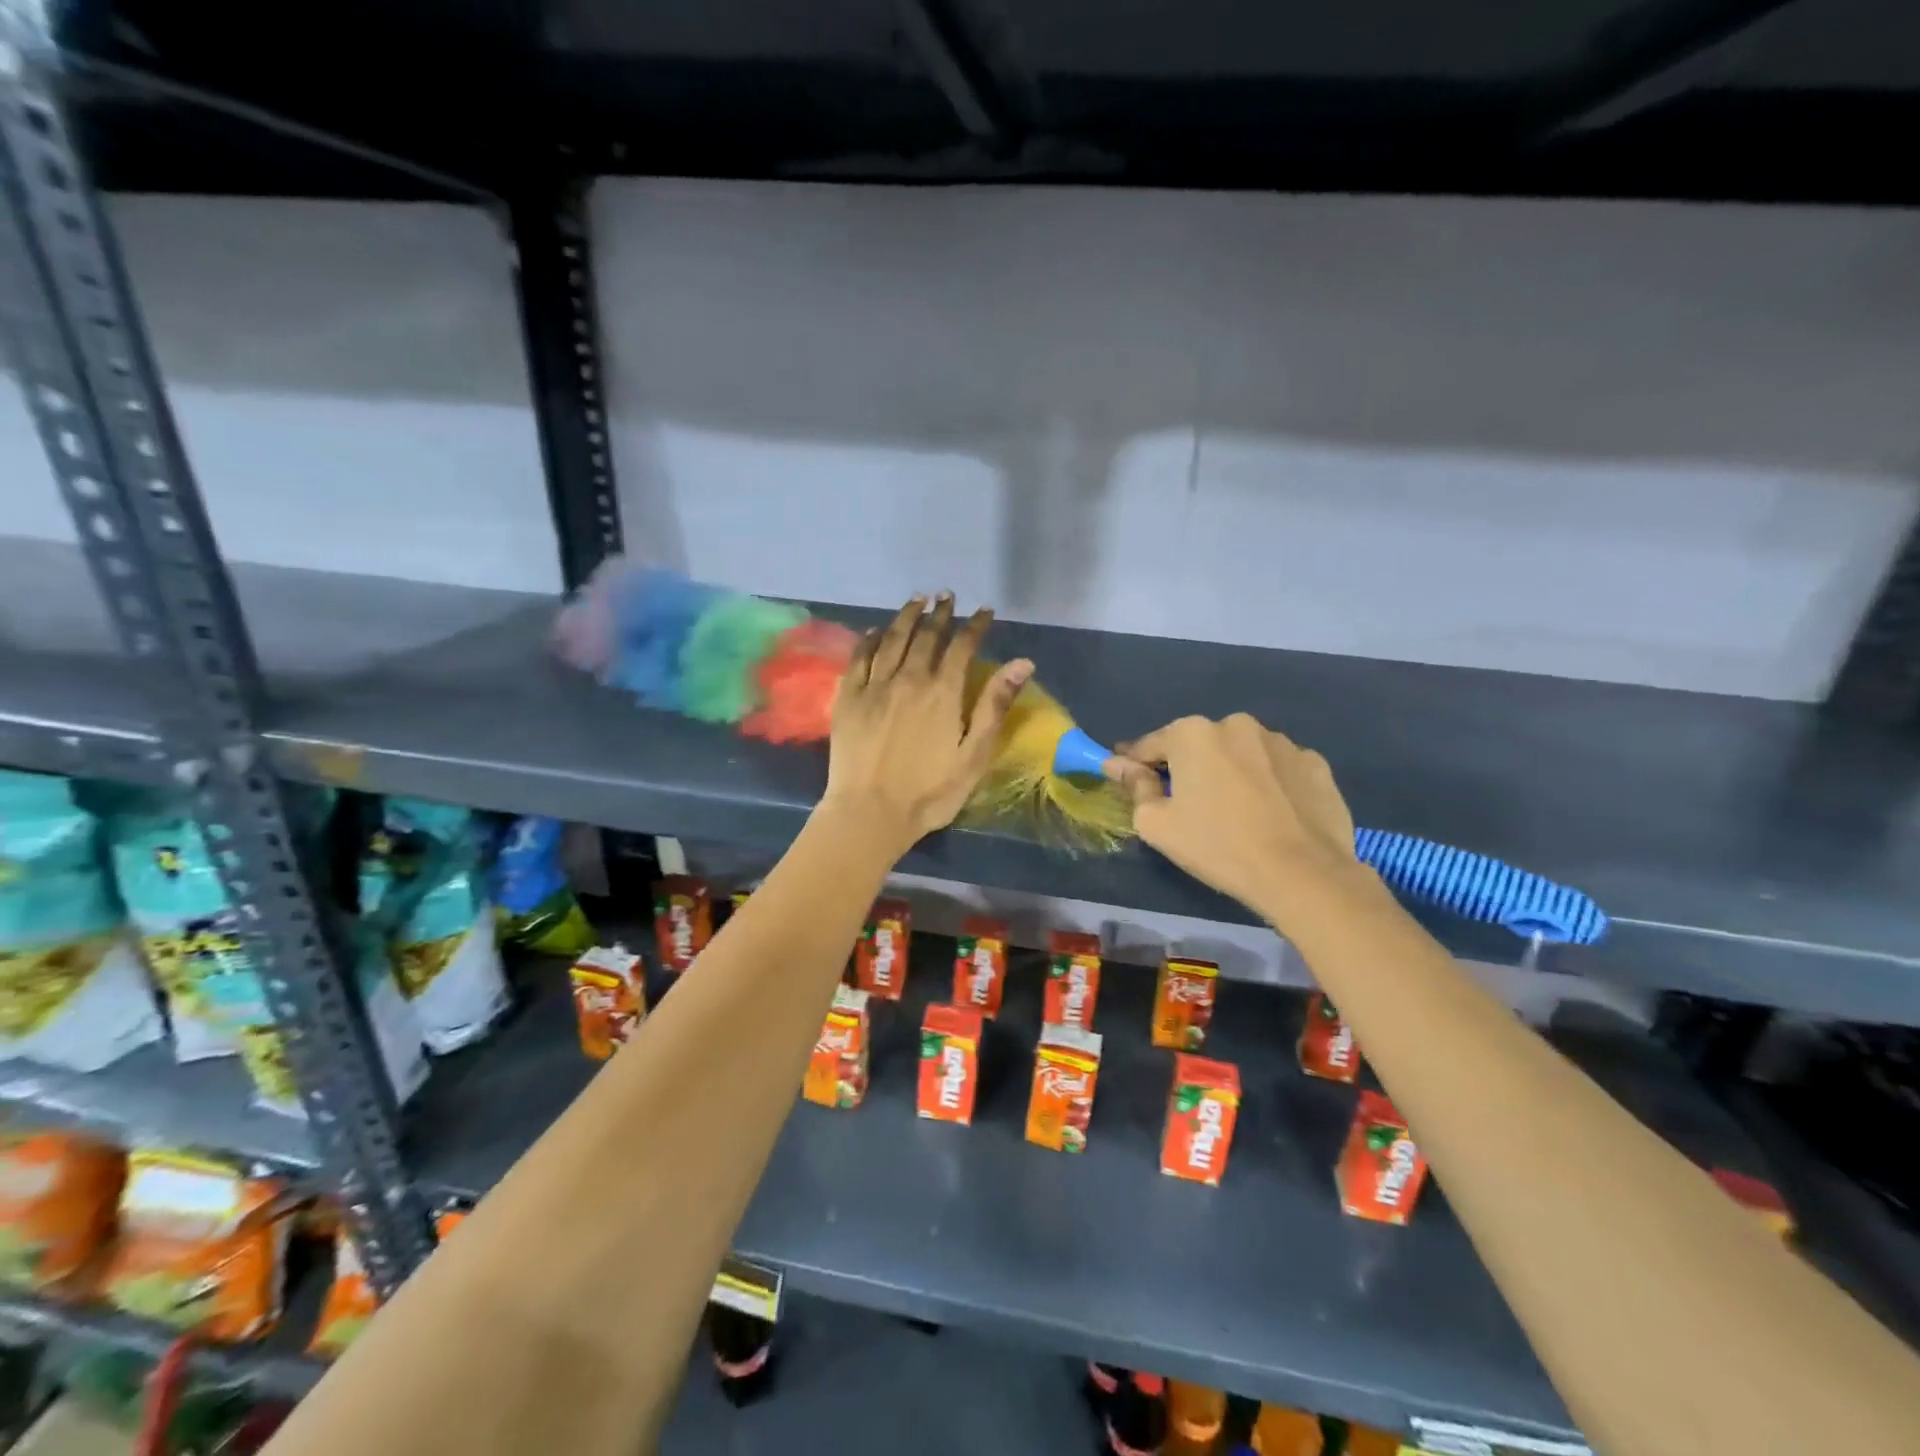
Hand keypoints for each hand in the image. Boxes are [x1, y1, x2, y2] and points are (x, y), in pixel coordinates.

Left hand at [821, 594, 1031, 852]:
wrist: (870, 813)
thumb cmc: (930, 792)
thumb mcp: (974, 755)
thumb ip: (994, 706)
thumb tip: (1022, 663)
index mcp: (942, 693)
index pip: (962, 646)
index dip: (974, 625)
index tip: (983, 611)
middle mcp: (908, 679)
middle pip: (926, 636)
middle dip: (940, 613)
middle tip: (946, 596)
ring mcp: (874, 686)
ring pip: (891, 639)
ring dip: (906, 617)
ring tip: (916, 600)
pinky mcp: (848, 698)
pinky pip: (859, 658)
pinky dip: (869, 640)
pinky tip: (874, 631)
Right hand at [1105, 714, 1358, 923]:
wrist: (1302, 874)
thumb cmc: (1217, 845)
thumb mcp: (1156, 824)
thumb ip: (1134, 786)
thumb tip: (1117, 764)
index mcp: (1192, 733)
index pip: (1150, 745)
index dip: (1135, 764)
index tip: (1128, 779)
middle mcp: (1236, 724)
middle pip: (1199, 746)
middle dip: (1189, 767)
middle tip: (1189, 805)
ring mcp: (1281, 741)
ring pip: (1241, 754)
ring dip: (1232, 772)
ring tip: (1236, 812)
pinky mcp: (1315, 763)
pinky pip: (1278, 768)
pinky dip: (1269, 783)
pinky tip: (1272, 814)